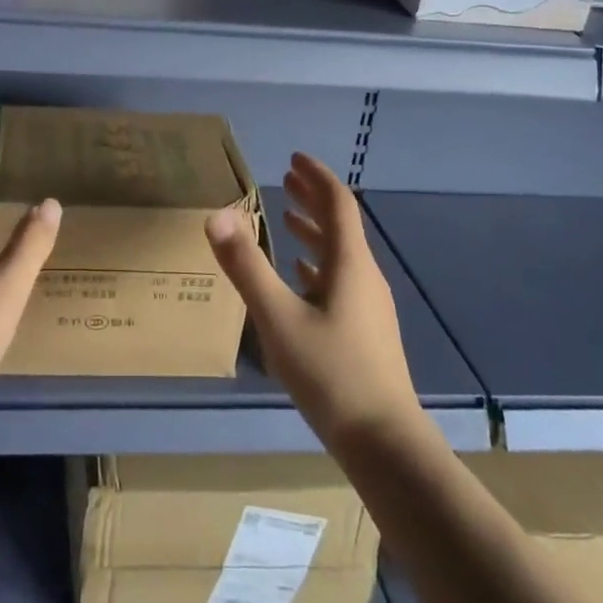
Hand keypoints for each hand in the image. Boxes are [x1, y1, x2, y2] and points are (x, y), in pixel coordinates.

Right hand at [206, 152, 420, 448]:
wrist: (385, 443)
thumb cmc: (331, 374)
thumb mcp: (278, 318)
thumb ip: (246, 266)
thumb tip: (217, 214)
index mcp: (350, 264)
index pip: (338, 204)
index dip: (317, 177)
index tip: (294, 158)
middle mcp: (364, 277)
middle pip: (341, 226)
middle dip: (313, 199)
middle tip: (286, 178)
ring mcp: (369, 307)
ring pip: (340, 255)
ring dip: (315, 232)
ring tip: (288, 220)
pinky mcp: (366, 332)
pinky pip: (341, 282)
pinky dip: (319, 266)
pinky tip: (303, 277)